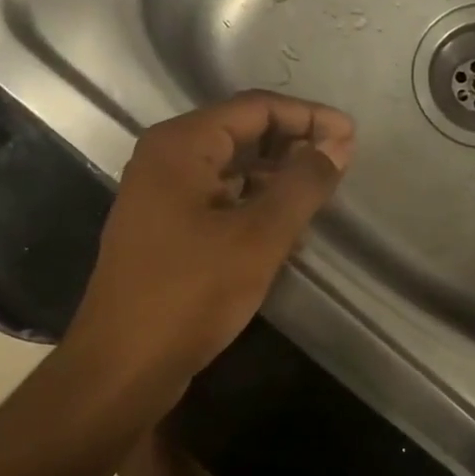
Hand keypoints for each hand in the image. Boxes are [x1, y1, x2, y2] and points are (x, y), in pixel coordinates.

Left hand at [67, 92, 354, 385]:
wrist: (122, 367)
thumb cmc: (190, 294)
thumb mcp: (259, 236)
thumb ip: (302, 184)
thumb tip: (338, 144)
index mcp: (180, 145)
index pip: (255, 108)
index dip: (308, 116)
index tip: (352, 136)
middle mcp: (166, 159)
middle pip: (241, 132)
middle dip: (294, 143)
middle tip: (341, 162)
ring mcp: (162, 195)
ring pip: (232, 168)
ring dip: (277, 175)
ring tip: (322, 192)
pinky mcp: (166, 229)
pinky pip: (220, 198)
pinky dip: (256, 204)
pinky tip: (288, 226)